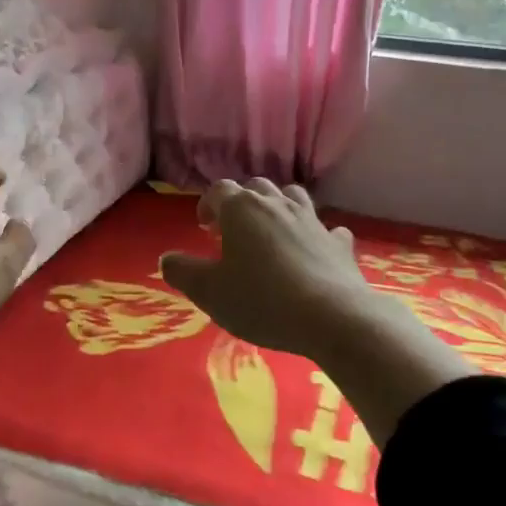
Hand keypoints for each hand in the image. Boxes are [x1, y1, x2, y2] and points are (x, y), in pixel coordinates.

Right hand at [159, 179, 376, 360]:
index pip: (219, 190)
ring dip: (278, 207)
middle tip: (233, 230)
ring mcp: (312, 221)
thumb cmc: (262, 300)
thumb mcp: (209, 292)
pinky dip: (315, 235)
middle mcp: (277, 204)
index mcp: (241, 209)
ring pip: (292, 197)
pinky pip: (326, 229)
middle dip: (241, 203)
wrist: (333, 318)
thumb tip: (166, 259)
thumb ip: (183, 272)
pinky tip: (312, 251)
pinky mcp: (339, 243)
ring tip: (270, 232)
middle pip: (255, 187)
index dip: (208, 204)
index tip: (204, 226)